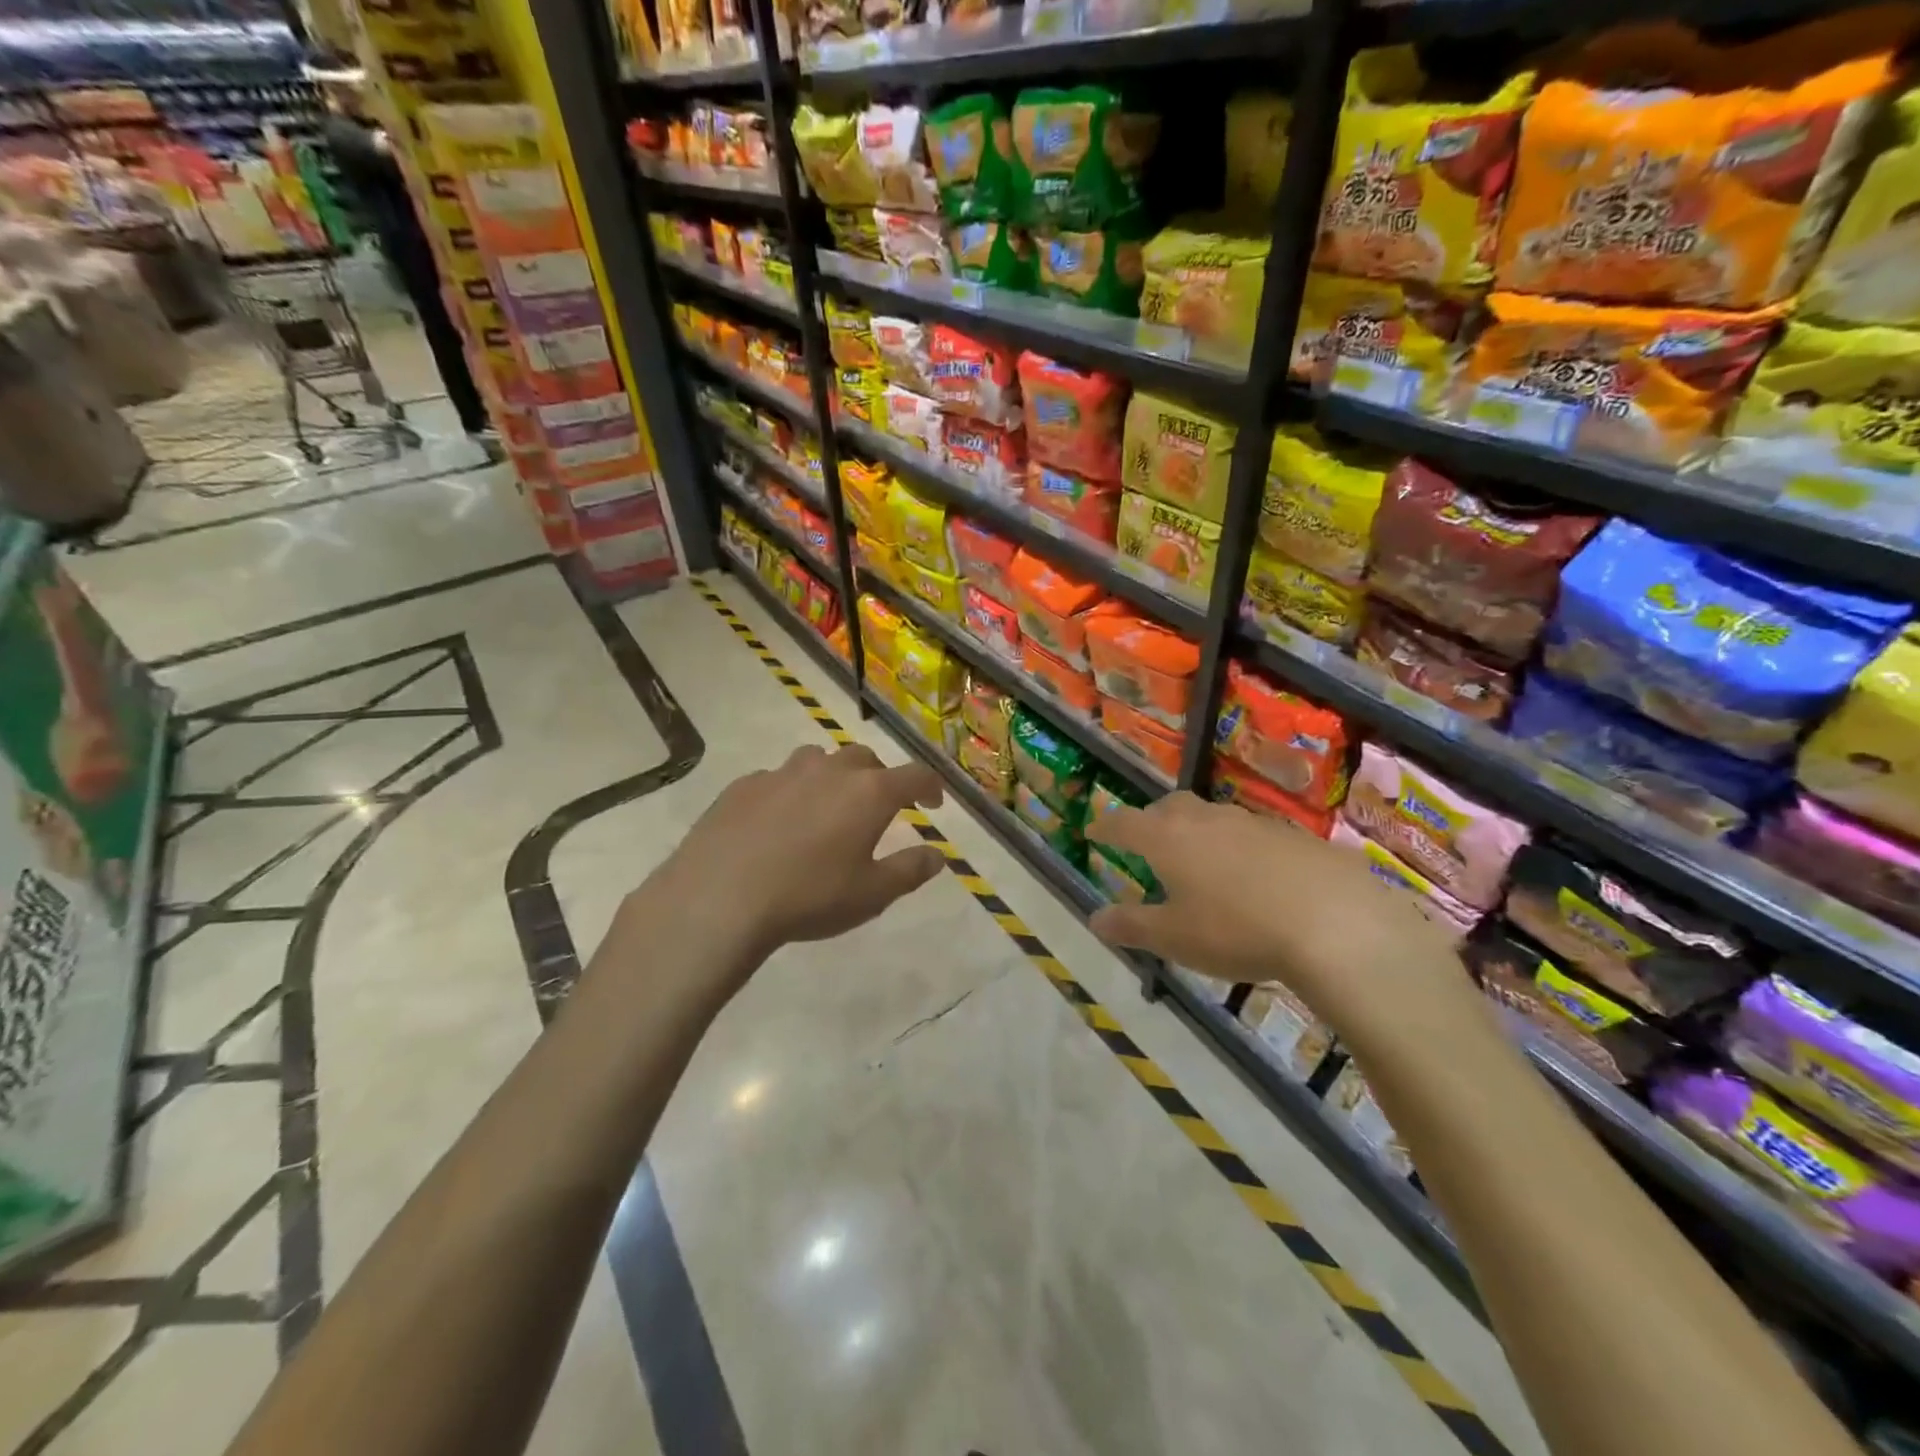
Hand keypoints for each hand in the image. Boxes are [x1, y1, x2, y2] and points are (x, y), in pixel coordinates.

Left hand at [643, 743, 946, 971]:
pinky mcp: (744, 785)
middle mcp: (829, 770)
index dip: (930, 786)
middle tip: (879, 807)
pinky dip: (791, 791)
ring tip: (828, 806)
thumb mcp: (872, 895)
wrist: (719, 897)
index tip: (933, 803)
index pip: (914, 775)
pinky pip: (778, 778)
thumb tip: (937, 855)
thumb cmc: (809, 896)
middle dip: (880, 778)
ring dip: (833, 776)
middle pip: (865, 759)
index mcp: (868, 793)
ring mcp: (782, 773)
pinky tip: (778, 822)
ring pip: (819, 760)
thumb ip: (910, 870)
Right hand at [1088, 793, 1461, 1028]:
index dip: (1105, 826)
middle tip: (1146, 841)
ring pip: (1212, 817)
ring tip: (1198, 861)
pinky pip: (1252, 834)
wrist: (1337, 923)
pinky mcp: (1294, 836)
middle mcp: (1206, 819)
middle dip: (1151, 820)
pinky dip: (1238, 848)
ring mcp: (1253, 823)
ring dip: (1196, 832)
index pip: (1124, 823)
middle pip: (1169, 807)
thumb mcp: (1175, 938)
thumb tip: (1095, 918)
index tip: (1093, 830)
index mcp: (1168, 838)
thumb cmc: (1237, 930)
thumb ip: (1131, 926)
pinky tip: (1253, 877)